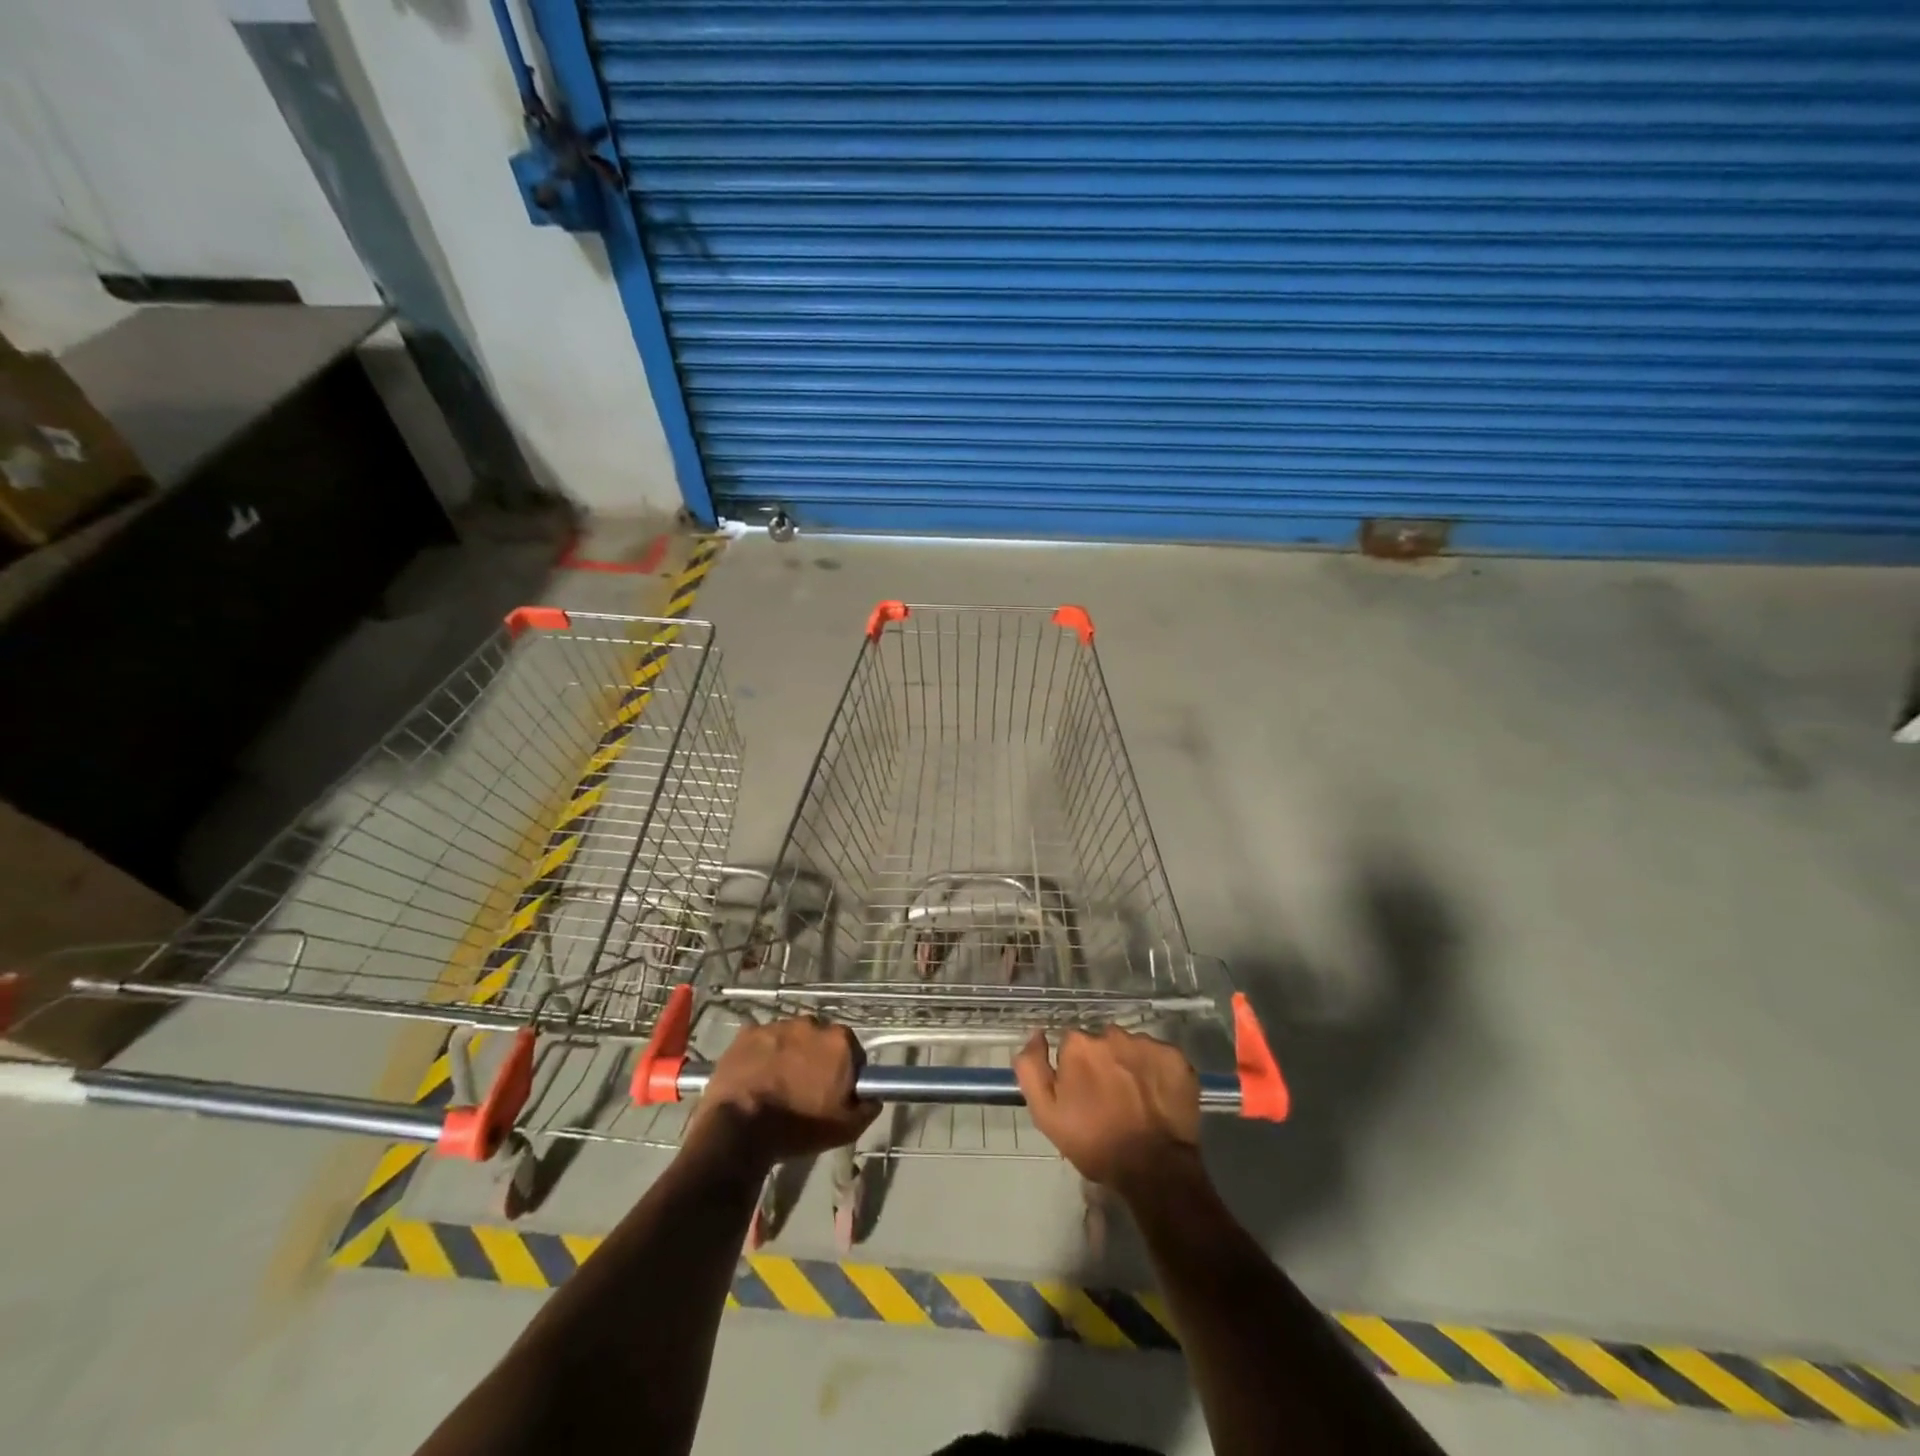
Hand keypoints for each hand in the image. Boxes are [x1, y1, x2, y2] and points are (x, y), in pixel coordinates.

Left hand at [686, 1017, 880, 1173]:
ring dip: (788, 1054)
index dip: (845, 1071)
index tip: (834, 1091)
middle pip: (819, 1040)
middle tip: (804, 1089)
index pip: (852, 1051)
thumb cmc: (798, 1127)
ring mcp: (777, 1025)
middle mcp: (811, 1024)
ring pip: (789, 1038)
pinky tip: (755, 1078)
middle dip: (815, 1058)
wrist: (739, 1129)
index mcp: (839, 1041)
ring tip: (776, 1085)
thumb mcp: (846, 1129)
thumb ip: (867, 1107)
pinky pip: (761, 1041)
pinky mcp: (747, 1033)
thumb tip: (873, 1097)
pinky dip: (761, 1055)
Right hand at [1014, 1026, 1203, 1199]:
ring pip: (1131, 1048)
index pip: (1072, 1045)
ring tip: (1136, 1100)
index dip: (1076, 1070)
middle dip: (1103, 1064)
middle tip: (1110, 1099)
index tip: (1083, 1094)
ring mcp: (1146, 1044)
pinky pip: (1160, 1056)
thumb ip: (1031, 1068)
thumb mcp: (1046, 1114)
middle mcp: (1111, 1034)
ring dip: (1130, 1066)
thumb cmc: (1095, 1143)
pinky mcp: (1175, 1057)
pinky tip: (1157, 1098)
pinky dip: (1157, 1072)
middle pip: (1102, 1043)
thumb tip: (1036, 1034)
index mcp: (1079, 1045)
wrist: (1153, 1168)